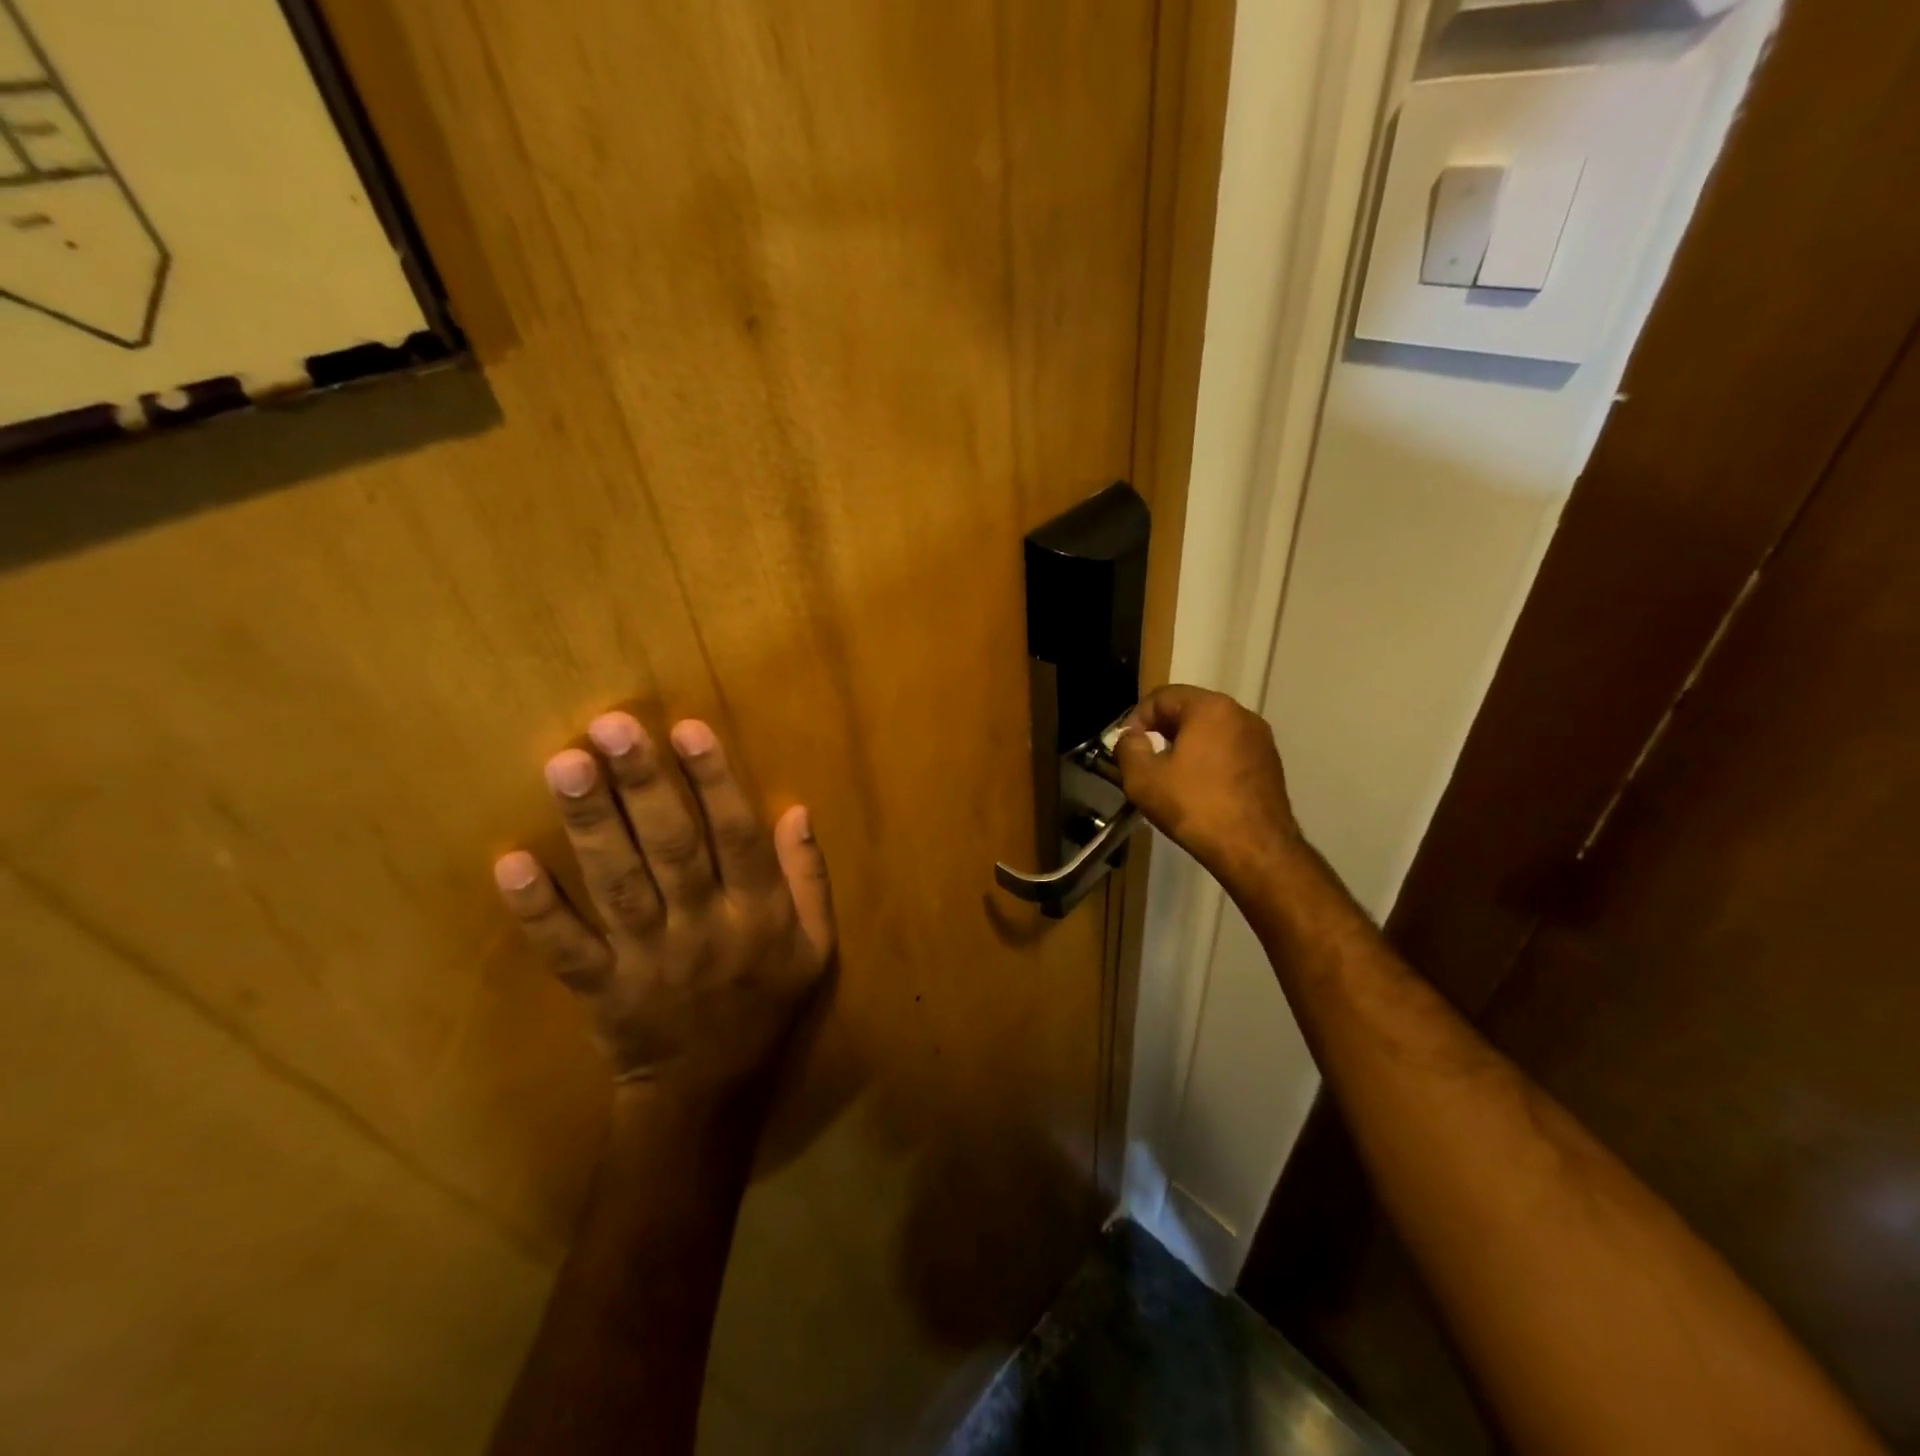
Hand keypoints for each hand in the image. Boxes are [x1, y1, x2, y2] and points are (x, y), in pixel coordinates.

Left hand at [493, 713, 834, 1099]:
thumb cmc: (766, 1003)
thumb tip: (797, 810)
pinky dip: (539, 910)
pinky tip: (511, 864)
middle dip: (644, 787)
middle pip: (673, 850)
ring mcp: (648, 960)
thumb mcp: (816, 946)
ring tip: (566, 766)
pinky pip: (567, 950)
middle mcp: (705, 930)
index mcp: (759, 916)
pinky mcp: (601, 989)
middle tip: (612, 729)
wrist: (709, 1091)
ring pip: (619, 887)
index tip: (687, 728)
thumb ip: (809, 878)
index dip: (715, 783)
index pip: (739, 839)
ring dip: (592, 826)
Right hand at [1113, 685, 1300, 896]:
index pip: (1162, 696)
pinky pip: (1229, 751)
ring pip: (1211, 731)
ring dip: (1186, 746)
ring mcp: (1260, 739)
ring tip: (1169, 776)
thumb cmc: (1195, 807)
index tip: (1126, 746)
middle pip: (1189, 710)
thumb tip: (1130, 738)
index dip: (1136, 718)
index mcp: (1210, 708)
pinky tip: (1198, 790)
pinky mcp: (1270, 764)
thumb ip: (1127, 748)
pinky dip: (1209, 761)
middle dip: (1161, 730)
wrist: (1254, 849)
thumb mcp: (1143, 778)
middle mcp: (1241, 714)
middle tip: (1144, 759)